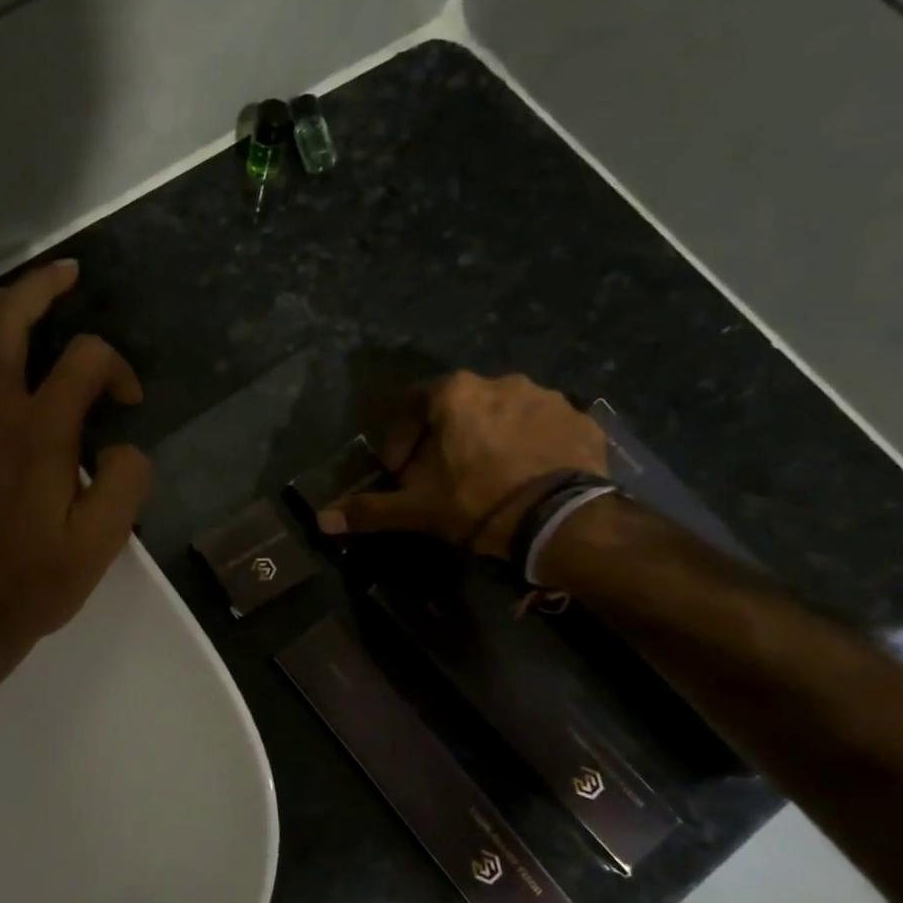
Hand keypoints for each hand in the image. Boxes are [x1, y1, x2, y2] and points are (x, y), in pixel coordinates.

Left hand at [0, 260, 152, 668]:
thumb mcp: (103, 543)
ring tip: (14, 295)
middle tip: (66, 275)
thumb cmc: (35, 581)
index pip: (85, 361)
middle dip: (41, 286)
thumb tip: (124, 444)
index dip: (116, 368)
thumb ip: (127, 482)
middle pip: (9, 319)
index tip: (126, 403)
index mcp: (42, 434)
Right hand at [317, 372, 605, 557]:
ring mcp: (547, 398)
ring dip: (490, 439)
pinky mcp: (581, 420)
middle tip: (443, 477)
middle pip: (460, 409)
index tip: (401, 472)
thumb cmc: (475, 501)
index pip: (413, 404)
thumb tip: (322, 520)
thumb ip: (369, 509)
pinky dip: (531, 447)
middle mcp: (501, 382)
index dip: (401, 439)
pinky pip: (544, 428)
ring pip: (504, 415)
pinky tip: (527, 477)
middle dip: (446, 439)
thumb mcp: (416, 508)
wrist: (560, 519)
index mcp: (456, 394)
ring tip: (488, 478)